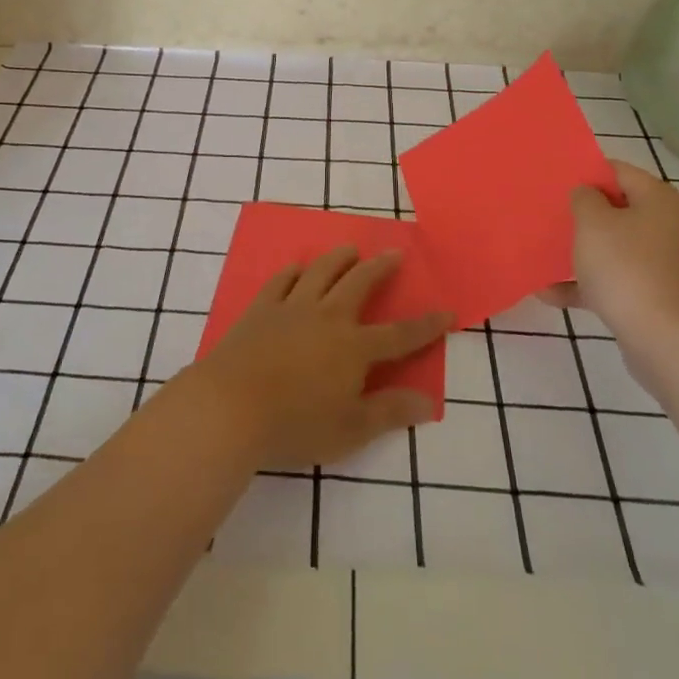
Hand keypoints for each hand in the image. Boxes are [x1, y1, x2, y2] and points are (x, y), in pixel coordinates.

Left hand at [187, 247, 451, 469]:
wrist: (231, 406)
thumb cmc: (295, 424)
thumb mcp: (350, 429)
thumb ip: (390, 412)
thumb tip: (429, 401)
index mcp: (354, 347)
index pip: (400, 334)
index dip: (426, 325)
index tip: (447, 311)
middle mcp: (327, 317)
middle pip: (360, 284)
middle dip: (381, 268)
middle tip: (394, 253)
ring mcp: (292, 308)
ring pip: (321, 271)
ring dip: (339, 258)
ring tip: (350, 249)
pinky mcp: (261, 308)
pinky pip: (281, 280)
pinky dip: (293, 271)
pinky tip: (296, 268)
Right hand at [563, 159, 678, 356]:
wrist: (667, 341)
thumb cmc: (627, 269)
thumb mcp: (593, 223)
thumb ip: (584, 198)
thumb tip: (587, 195)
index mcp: (662, 201)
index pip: (619, 171)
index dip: (585, 173)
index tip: (554, 182)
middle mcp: (671, 227)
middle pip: (619, 210)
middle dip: (582, 215)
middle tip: (548, 215)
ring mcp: (667, 264)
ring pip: (616, 248)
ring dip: (582, 252)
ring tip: (543, 254)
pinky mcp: (658, 296)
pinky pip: (617, 280)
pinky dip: (588, 284)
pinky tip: (550, 293)